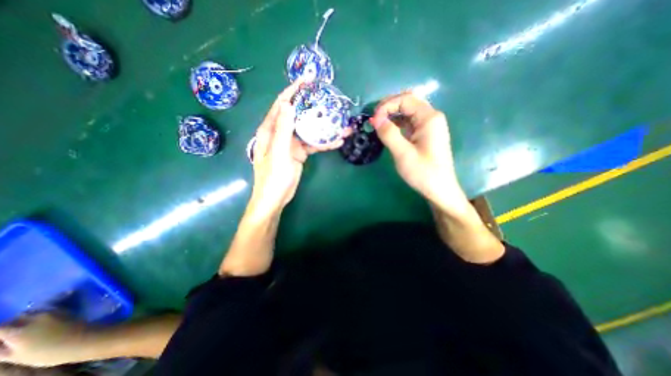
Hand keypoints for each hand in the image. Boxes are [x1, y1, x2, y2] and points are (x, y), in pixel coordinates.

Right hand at [0, 314, 84, 366]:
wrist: (81, 339)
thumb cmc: (47, 353)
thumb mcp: (16, 357)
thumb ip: (2, 349)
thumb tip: (0, 342)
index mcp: (18, 331)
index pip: (0, 327)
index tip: (1, 339)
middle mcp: (36, 317)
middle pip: (18, 317)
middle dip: (11, 325)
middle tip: (11, 335)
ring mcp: (53, 311)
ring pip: (34, 312)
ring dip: (28, 318)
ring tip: (28, 329)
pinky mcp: (66, 309)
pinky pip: (48, 310)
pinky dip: (41, 315)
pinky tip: (42, 324)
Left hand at [251, 80, 345, 218]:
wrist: (275, 198)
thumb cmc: (273, 177)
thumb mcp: (278, 153)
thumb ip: (283, 129)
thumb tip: (288, 104)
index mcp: (270, 130)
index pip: (282, 104)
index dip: (293, 90)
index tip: (307, 79)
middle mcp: (280, 133)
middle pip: (297, 114)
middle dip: (312, 105)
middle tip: (327, 97)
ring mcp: (291, 143)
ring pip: (308, 130)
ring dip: (323, 127)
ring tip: (340, 122)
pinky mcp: (299, 153)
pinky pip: (312, 144)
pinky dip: (324, 143)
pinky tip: (337, 141)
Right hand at [369, 92, 467, 212]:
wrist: (439, 189)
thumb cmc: (423, 172)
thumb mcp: (403, 153)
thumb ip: (389, 134)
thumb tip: (375, 119)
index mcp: (429, 118)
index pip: (406, 99)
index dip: (387, 105)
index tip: (373, 119)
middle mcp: (431, 117)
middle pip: (408, 102)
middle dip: (389, 107)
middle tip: (373, 119)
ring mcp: (429, 126)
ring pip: (408, 112)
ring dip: (392, 115)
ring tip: (377, 124)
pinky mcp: (425, 135)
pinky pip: (409, 123)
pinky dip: (397, 124)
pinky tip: (388, 130)